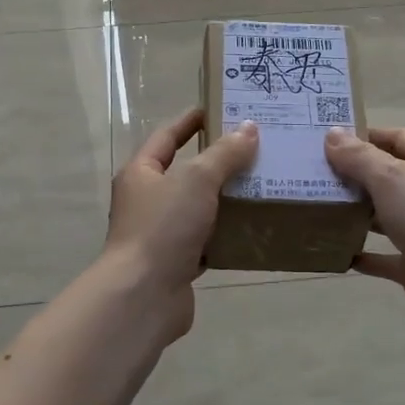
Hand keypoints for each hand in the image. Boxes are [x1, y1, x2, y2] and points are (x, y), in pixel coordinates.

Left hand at [102, 108, 259, 337]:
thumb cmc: (163, 228)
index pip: (167, 136)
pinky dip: (225, 235)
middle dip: (218, 162)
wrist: (143, 296)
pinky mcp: (176, 263)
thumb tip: (249, 128)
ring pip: (198, 209)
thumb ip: (224, 154)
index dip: (191, 121)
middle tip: (256, 148)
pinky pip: (205, 241)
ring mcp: (160, 234)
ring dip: (225, 200)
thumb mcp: (196, 180)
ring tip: (263, 185)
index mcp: (141, 173)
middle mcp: (147, 201)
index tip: (219, 108)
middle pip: (185, 173)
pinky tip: (252, 229)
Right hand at [324, 126, 404, 337]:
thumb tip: (331, 134)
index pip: (398, 138)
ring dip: (354, 214)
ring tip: (315, 208)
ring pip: (382, 217)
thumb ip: (359, 158)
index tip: (330, 139)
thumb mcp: (392, 179)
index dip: (368, 135)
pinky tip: (334, 251)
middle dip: (353, 175)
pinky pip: (382, 257)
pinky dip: (361, 254)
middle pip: (387, 177)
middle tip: (311, 173)